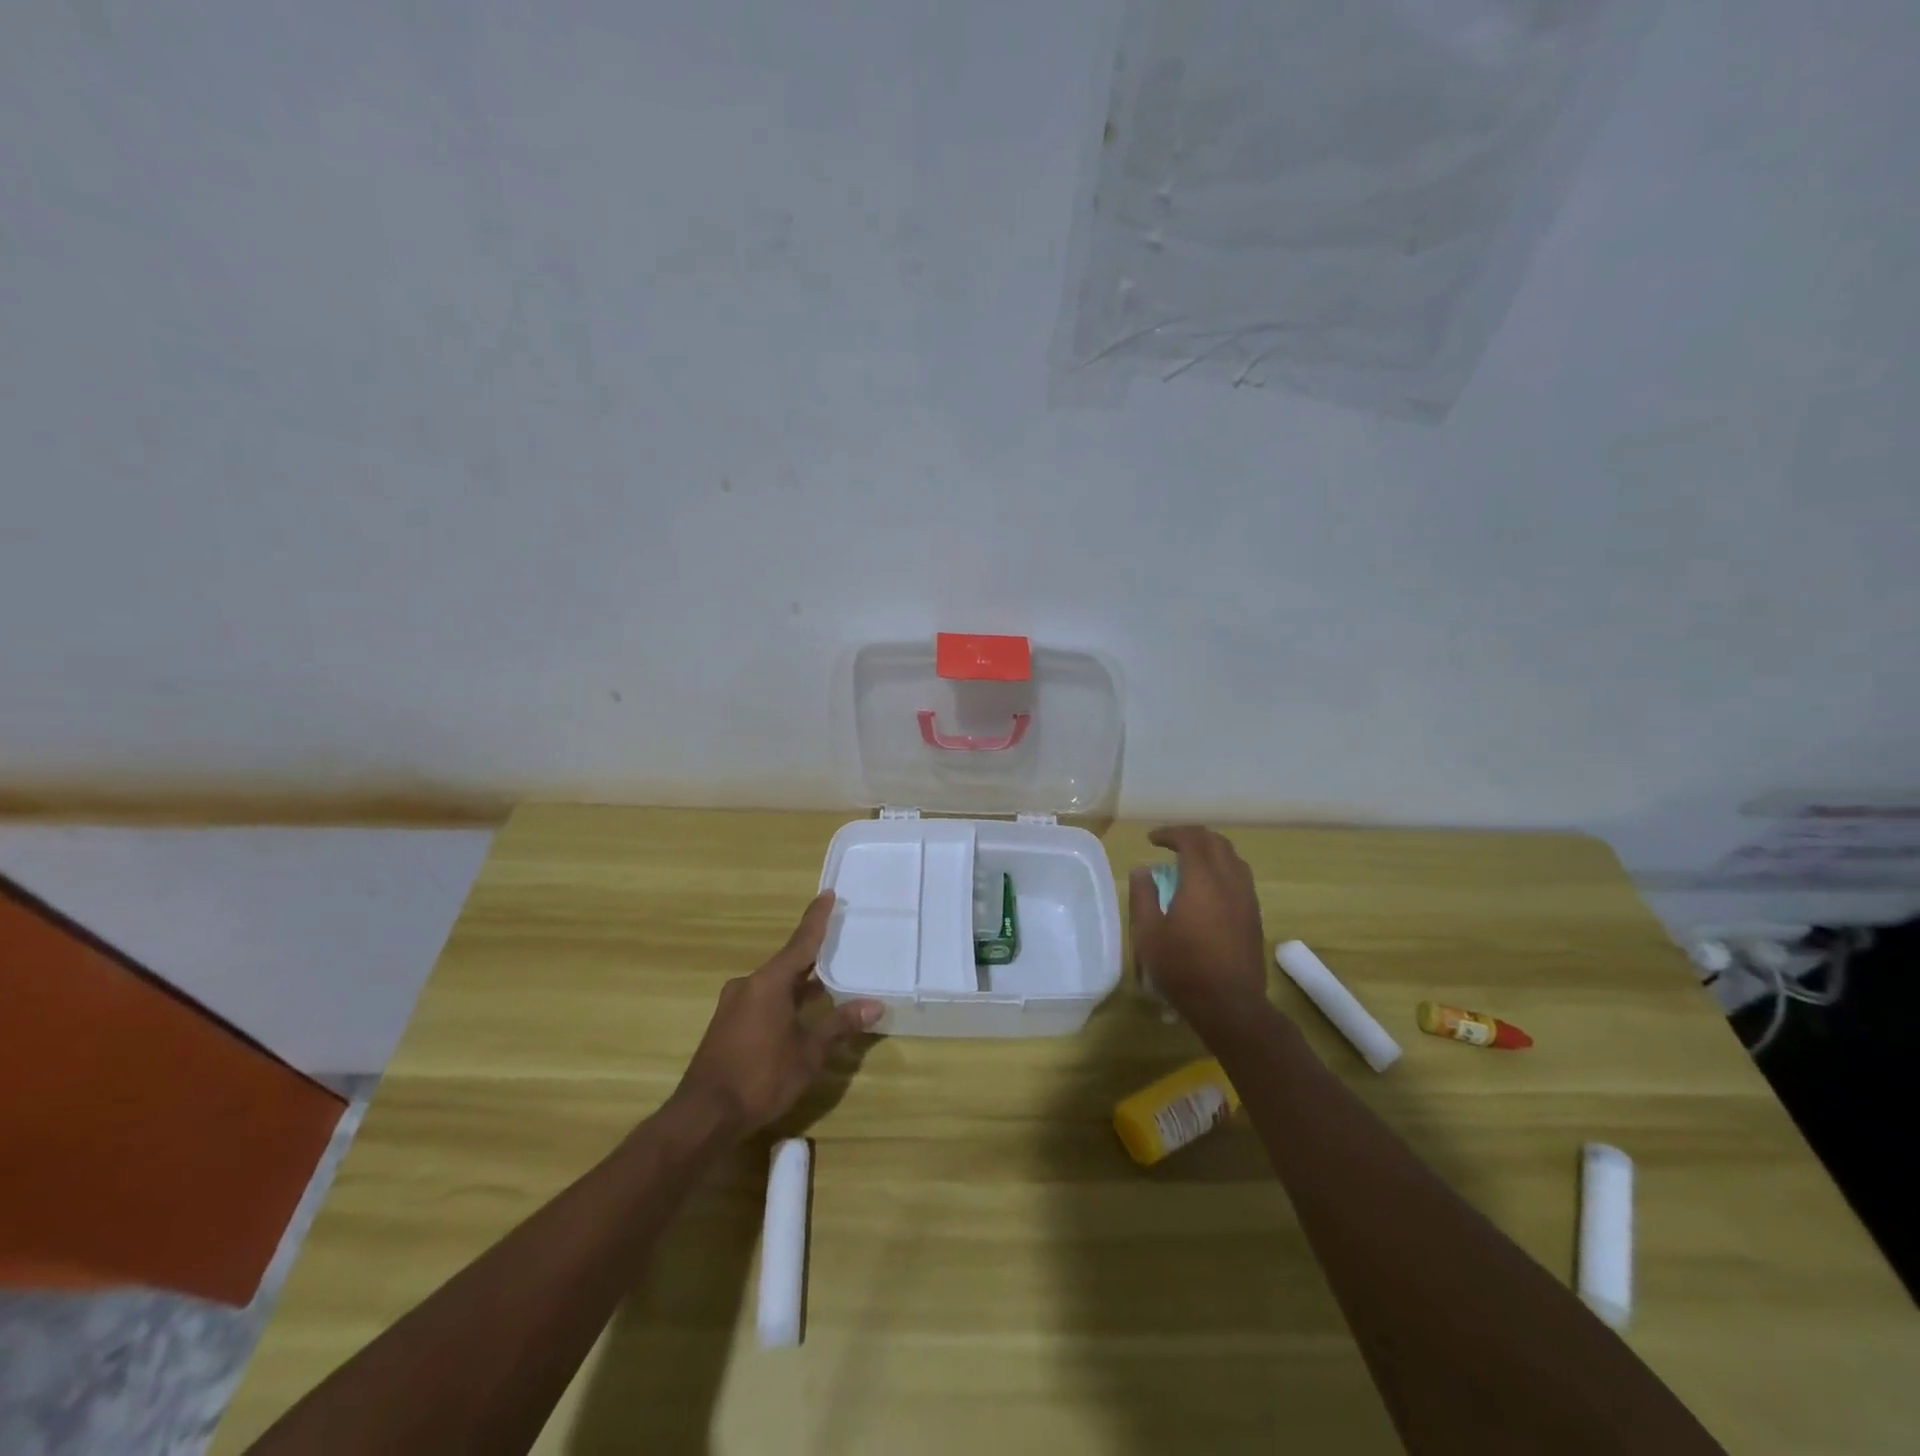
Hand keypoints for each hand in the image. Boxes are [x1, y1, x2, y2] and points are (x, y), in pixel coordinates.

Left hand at [673, 891, 882, 1135]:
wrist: (703, 1116)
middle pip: (788, 963)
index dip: (817, 919)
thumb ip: (839, 1025)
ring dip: (799, 985)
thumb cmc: (761, 1077)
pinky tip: (800, 1016)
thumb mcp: (808, 1052)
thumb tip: (874, 1005)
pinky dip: (784, 1001)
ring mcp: (734, 1005)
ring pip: (775, 985)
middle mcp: (749, 985)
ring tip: (828, 985)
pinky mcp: (727, 1025)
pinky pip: (762, 1001)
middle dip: (813, 957)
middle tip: (839, 946)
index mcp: (769, 982)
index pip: (801, 942)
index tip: (827, 894)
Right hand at [1129, 826, 1270, 1027]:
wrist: (1230, 1005)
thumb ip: (1143, 896)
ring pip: (1233, 858)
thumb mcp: (1149, 933)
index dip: (1170, 833)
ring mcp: (1247, 899)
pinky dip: (1223, 869)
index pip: (1191, 839)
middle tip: (1170, 844)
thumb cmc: (1183, 968)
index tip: (1152, 840)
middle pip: (1216, 842)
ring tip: (1191, 861)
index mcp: (1202, 880)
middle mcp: (1230, 881)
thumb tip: (1143, 870)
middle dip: (1192, 836)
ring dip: (1211, 851)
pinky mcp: (1254, 916)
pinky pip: (1241, 877)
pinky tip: (1209, 888)